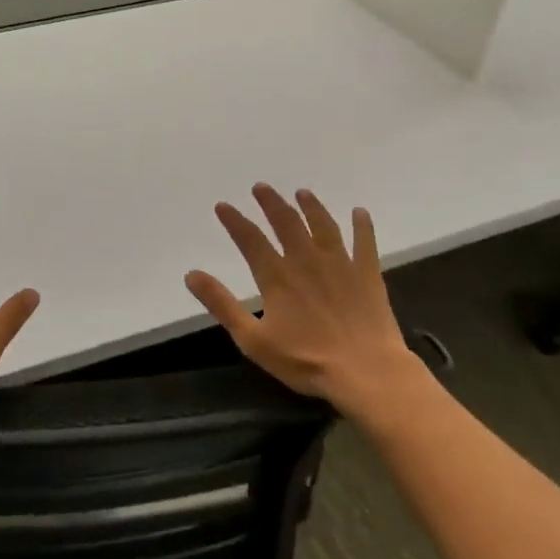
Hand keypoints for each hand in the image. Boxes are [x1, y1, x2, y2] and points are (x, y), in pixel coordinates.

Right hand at [185, 184, 418, 413]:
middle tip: (261, 187)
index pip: (250, 240)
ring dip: (311, 207)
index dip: (234, 221)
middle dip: (271, 203)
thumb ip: (222, 305)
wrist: (366, 371)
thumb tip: (191, 275)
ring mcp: (340, 265)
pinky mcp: (367, 275)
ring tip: (302, 193)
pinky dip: (362, 226)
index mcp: (277, 277)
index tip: (223, 206)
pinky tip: (360, 212)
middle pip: (287, 223)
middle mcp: (306, 261)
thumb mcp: (252, 339)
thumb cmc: (305, 360)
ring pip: (323, 226)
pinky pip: (365, 243)